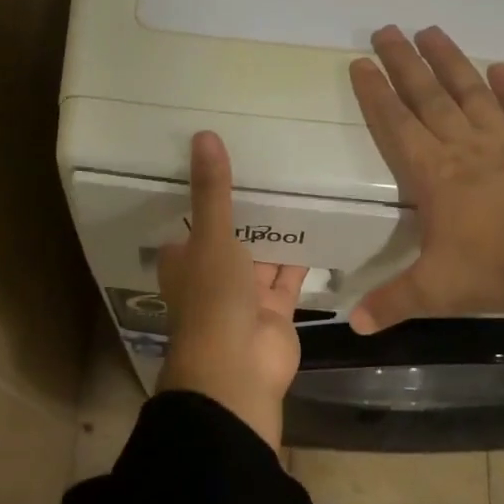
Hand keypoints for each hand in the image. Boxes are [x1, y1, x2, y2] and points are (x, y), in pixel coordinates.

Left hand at [157, 131, 305, 450]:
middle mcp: (212, 277)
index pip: (190, 224)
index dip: (202, 197)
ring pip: (261, 258)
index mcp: (185, 261)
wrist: (238, 368)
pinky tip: (318, 227)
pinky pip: (289, 277)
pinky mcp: (276, 310)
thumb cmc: (213, 299)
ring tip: (298, 188)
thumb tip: (203, 135)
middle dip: (247, 213)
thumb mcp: (210, 237)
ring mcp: (245, 296)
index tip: (222, 160)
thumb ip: (212, 191)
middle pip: (230, 239)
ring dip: (275, 234)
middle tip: (271, 166)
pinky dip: (301, 258)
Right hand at [348, 25, 503, 333]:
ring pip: (472, 95)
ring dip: (451, 63)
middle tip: (386, 29)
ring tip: (432, 32)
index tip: (360, 63)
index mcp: (435, 176)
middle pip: (430, 98)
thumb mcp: (434, 292)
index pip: (397, 126)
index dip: (376, 95)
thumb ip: (392, 303)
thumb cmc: (495, 270)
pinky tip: (502, 68)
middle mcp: (466, 150)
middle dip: (405, 64)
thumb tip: (355, 325)